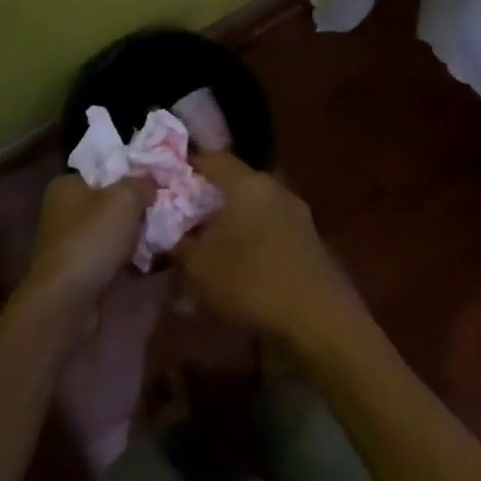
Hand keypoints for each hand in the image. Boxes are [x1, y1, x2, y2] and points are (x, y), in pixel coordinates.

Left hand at [22, 173, 154, 306]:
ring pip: (111, 229)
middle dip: (136, 207)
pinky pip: (109, 254)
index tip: (158, 182)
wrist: (67, 300)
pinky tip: (147, 259)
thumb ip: (141, 183)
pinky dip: (126, 256)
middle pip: (109, 200)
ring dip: (133, 233)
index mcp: (66, 185)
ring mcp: (69, 241)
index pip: (104, 169)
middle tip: (163, 209)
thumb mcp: (124, 200)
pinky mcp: (78, 268)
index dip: (132, 173)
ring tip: (161, 234)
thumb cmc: (92, 239)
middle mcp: (63, 210)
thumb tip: (151, 182)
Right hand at [173, 153, 364, 342]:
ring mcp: (296, 215)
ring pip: (251, 210)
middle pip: (232, 184)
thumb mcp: (198, 266)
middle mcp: (274, 189)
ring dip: (227, 225)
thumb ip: (176, 241)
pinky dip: (248, 241)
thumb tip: (166, 229)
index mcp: (247, 183)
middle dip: (204, 201)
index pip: (211, 159)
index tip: (162, 182)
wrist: (319, 321)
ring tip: (204, 250)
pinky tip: (234, 267)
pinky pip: (267, 231)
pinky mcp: (307, 242)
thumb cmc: (251, 282)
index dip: (184, 167)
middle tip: (178, 220)